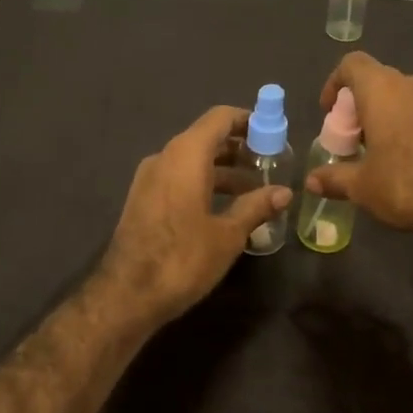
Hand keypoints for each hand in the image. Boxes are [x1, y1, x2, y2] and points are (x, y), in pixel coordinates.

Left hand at [96, 105, 292, 325]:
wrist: (127, 295)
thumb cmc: (183, 258)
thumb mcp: (228, 234)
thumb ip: (256, 206)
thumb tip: (285, 193)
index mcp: (186, 155)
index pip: (220, 118)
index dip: (248, 120)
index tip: (273, 135)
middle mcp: (165, 157)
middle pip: (207, 138)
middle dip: (240, 149)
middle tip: (270, 166)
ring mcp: (150, 178)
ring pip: (193, 160)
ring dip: (224, 170)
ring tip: (254, 190)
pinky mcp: (144, 199)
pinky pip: (179, 178)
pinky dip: (204, 183)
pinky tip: (225, 208)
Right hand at [306, 53, 412, 239]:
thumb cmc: (405, 182)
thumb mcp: (362, 186)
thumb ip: (335, 178)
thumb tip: (312, 181)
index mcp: (382, 89)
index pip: (353, 64)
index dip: (335, 83)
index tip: (330, 111)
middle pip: (380, 81)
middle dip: (363, 105)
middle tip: (355, 137)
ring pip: (408, 97)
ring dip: (392, 116)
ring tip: (384, 150)